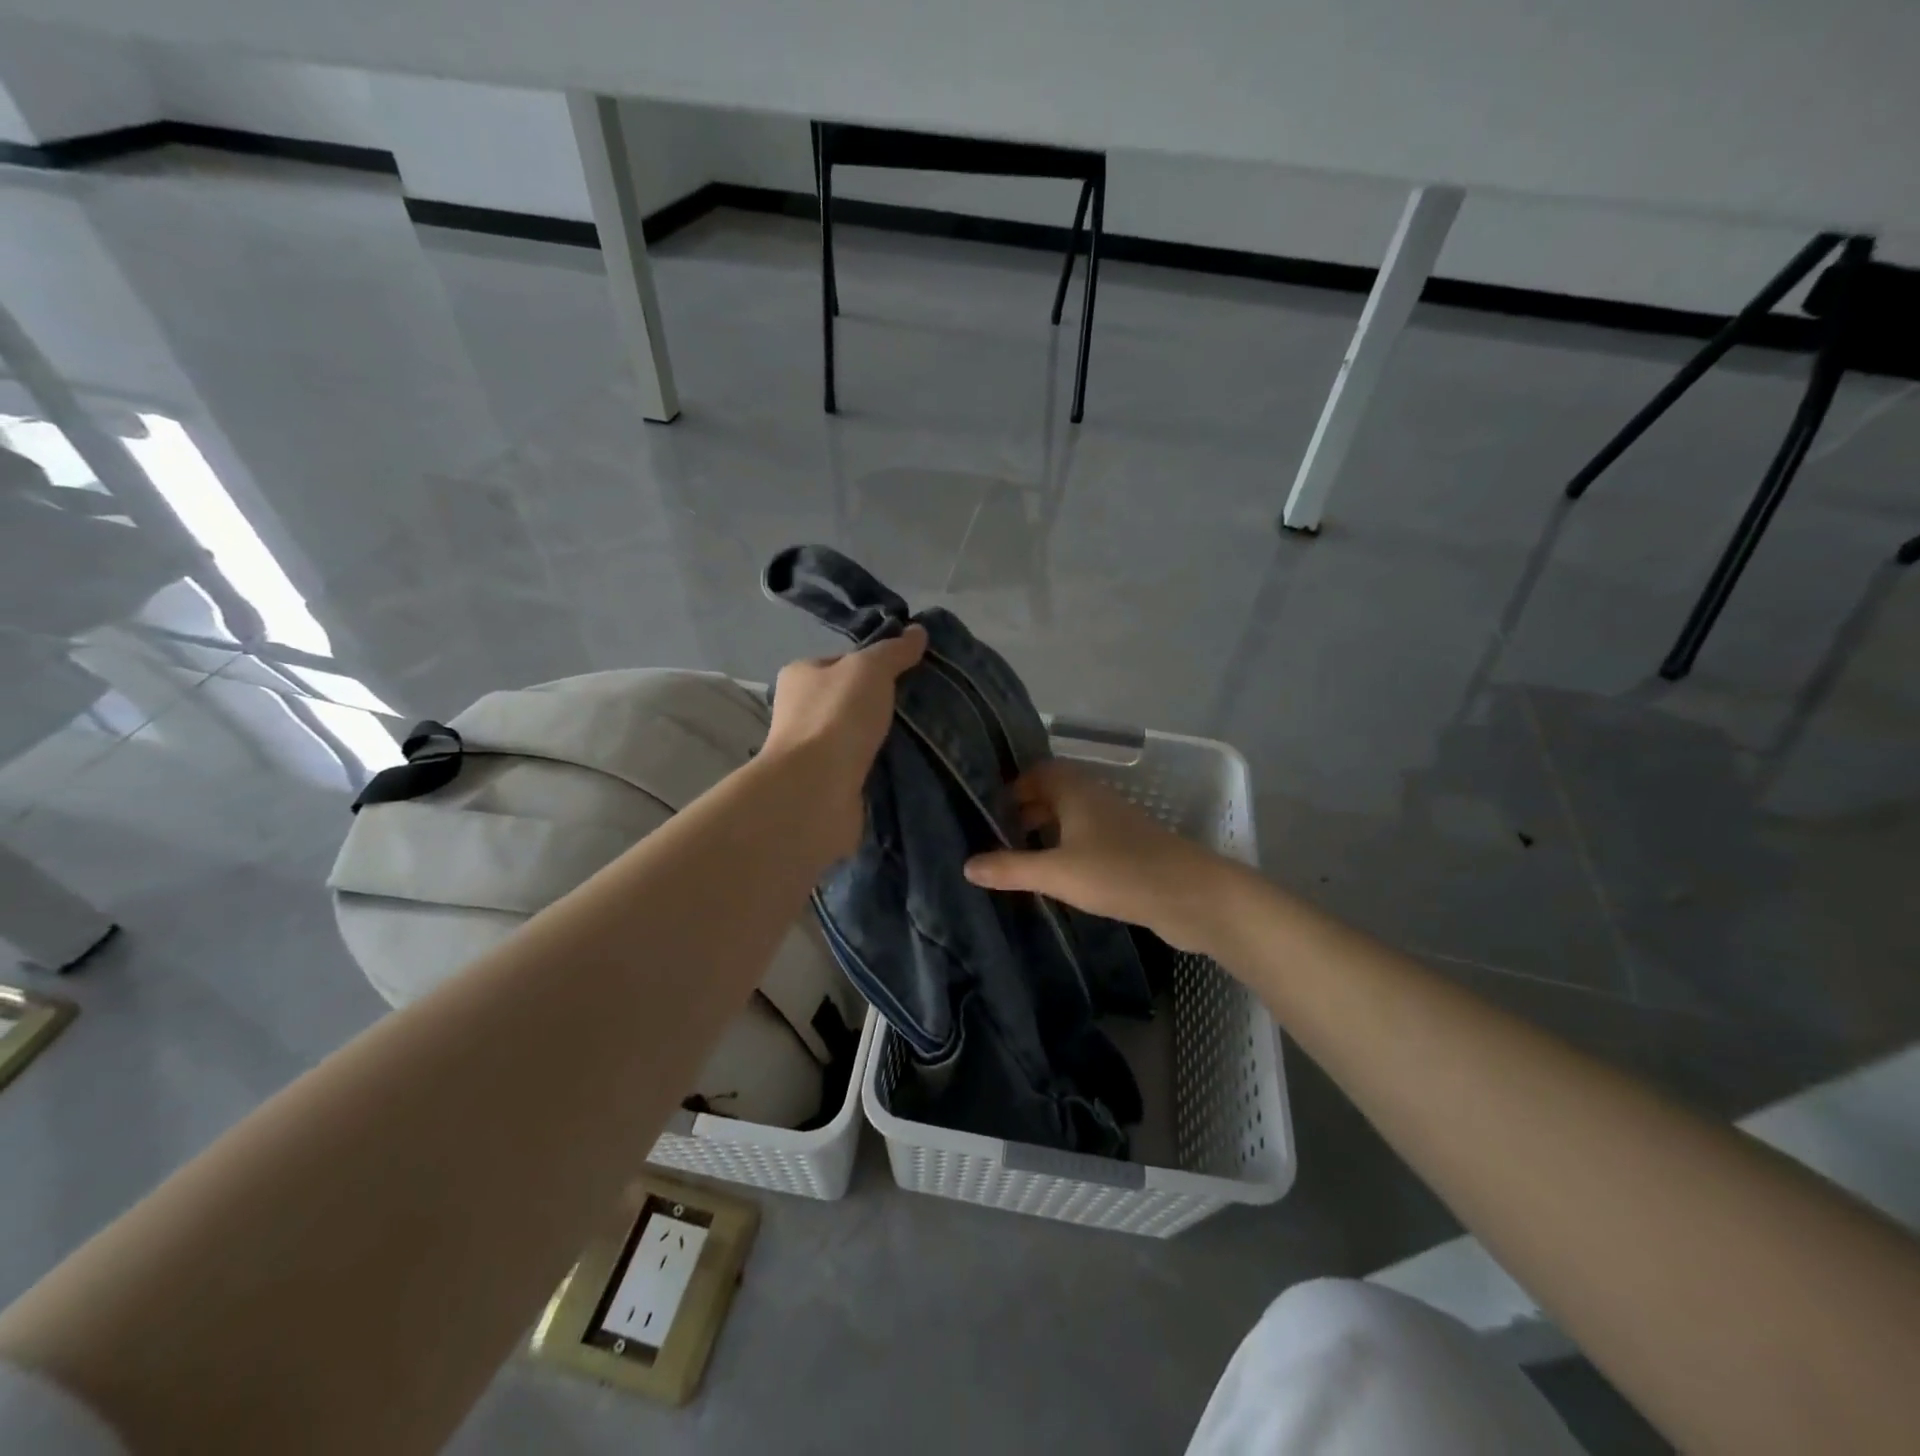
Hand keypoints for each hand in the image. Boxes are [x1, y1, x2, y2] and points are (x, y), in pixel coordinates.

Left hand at [761, 625, 926, 857]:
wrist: (816, 791)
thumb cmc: (836, 717)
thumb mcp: (869, 669)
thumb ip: (894, 650)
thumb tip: (918, 631)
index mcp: (801, 676)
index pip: (843, 662)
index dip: (876, 663)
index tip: (911, 671)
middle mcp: (801, 711)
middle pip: (853, 700)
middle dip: (885, 704)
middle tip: (926, 704)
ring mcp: (814, 752)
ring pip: (861, 736)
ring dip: (888, 738)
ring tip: (929, 736)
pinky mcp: (830, 784)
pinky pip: (866, 767)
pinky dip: (885, 767)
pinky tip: (913, 765)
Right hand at [963, 761, 1240, 952]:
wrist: (1192, 896)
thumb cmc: (1120, 873)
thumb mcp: (1057, 873)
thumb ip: (1011, 868)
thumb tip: (967, 866)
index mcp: (1076, 790)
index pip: (1038, 772)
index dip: (1012, 787)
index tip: (986, 810)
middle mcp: (1095, 799)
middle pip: (1053, 794)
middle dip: (1024, 811)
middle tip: (994, 836)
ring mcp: (1115, 825)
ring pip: (1071, 819)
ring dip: (1046, 832)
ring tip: (1016, 858)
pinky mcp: (1129, 851)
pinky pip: (1087, 841)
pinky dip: (1066, 851)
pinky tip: (1055, 877)